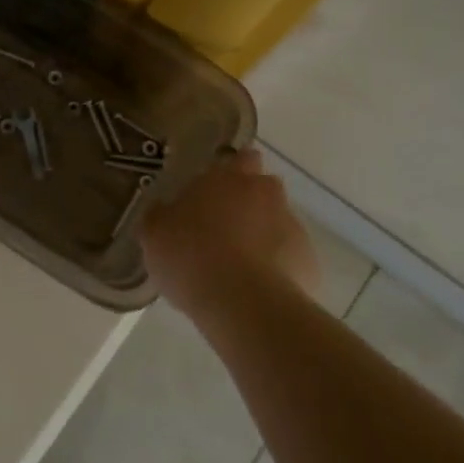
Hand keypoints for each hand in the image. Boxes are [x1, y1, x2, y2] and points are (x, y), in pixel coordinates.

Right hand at [139, 150, 318, 319]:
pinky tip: (255, 291)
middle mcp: (265, 193)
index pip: (239, 158)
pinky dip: (276, 269)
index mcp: (227, 177)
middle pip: (263, 189)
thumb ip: (161, 215)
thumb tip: (164, 211)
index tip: (215, 191)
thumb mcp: (154, 233)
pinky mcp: (309, 262)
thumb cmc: (191, 256)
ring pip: (277, 224)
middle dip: (248, 203)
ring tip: (236, 269)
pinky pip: (289, 259)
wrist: (243, 304)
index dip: (231, 172)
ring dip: (262, 237)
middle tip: (222, 229)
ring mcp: (292, 226)